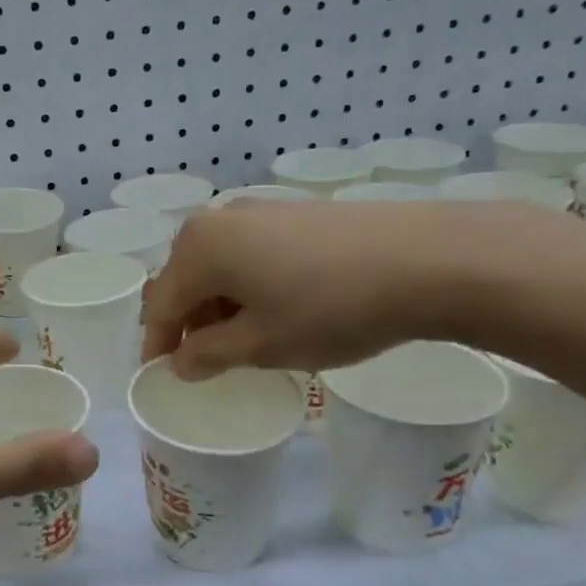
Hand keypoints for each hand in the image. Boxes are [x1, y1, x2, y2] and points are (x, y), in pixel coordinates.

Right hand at [142, 200, 526, 379]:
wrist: (428, 259)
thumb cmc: (329, 308)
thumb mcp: (260, 345)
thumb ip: (208, 355)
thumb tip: (181, 361)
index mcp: (199, 248)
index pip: (160, 305)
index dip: (158, 344)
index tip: (162, 376)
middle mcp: (220, 219)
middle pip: (185, 278)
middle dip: (188, 321)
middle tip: (205, 360)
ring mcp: (260, 210)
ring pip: (219, 264)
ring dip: (219, 304)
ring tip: (245, 338)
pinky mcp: (296, 212)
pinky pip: (250, 252)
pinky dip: (248, 284)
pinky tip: (278, 307)